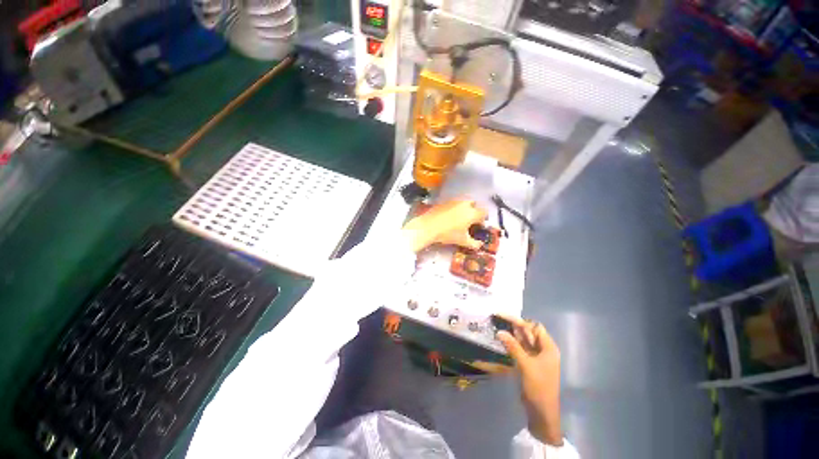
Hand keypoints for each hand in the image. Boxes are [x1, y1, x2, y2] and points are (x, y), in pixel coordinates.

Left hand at [402, 199, 487, 251]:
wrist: (428, 226)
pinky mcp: (444, 201)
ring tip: (459, 219)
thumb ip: (474, 244)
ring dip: (464, 208)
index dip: (483, 219)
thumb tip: (480, 245)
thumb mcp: (462, 241)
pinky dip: (454, 208)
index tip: (479, 226)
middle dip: (474, 211)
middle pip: (474, 204)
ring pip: (463, 202)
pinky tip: (449, 217)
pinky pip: (453, 203)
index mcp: (472, 213)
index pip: (484, 212)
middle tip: (469, 221)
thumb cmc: (448, 234)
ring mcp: (454, 201)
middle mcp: (465, 204)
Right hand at [496, 316, 562, 446]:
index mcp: (548, 348)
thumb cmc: (538, 387)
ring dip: (512, 334)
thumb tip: (500, 331)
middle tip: (498, 319)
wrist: (541, 411)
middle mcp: (543, 350)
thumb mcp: (526, 365)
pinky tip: (502, 340)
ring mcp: (536, 357)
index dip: (520, 321)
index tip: (504, 317)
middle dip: (514, 326)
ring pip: (523, 340)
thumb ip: (513, 347)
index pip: (535, 327)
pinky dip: (512, 343)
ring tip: (497, 326)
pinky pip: (520, 349)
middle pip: (529, 332)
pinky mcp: (529, 363)